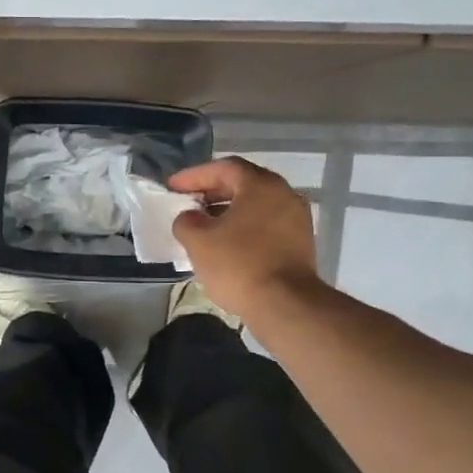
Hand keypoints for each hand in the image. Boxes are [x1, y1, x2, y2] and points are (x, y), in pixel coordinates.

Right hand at [168, 158, 320, 317]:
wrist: (285, 305)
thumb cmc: (238, 264)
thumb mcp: (198, 240)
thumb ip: (186, 220)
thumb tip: (191, 217)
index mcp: (261, 185)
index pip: (224, 167)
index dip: (194, 175)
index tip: (172, 187)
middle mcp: (284, 194)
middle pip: (242, 184)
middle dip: (211, 191)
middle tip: (187, 202)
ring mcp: (296, 219)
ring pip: (255, 205)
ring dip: (227, 211)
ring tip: (203, 224)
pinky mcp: (300, 243)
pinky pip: (265, 224)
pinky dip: (243, 226)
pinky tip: (225, 243)